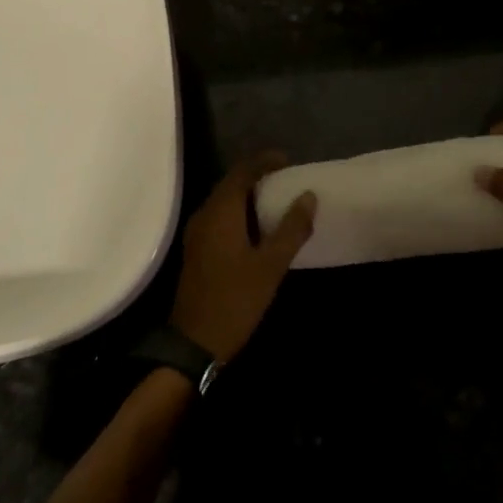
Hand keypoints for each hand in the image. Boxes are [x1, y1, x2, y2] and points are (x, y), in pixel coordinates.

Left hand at [170, 153, 316, 362]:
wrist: (194, 342)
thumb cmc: (236, 300)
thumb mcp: (271, 265)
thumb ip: (291, 229)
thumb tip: (308, 195)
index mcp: (221, 211)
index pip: (242, 172)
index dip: (264, 161)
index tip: (288, 160)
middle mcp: (204, 214)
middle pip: (230, 183)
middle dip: (257, 176)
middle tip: (285, 178)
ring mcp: (197, 233)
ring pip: (224, 201)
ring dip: (247, 195)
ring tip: (276, 199)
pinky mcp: (197, 249)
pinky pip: (219, 217)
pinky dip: (239, 212)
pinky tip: (257, 227)